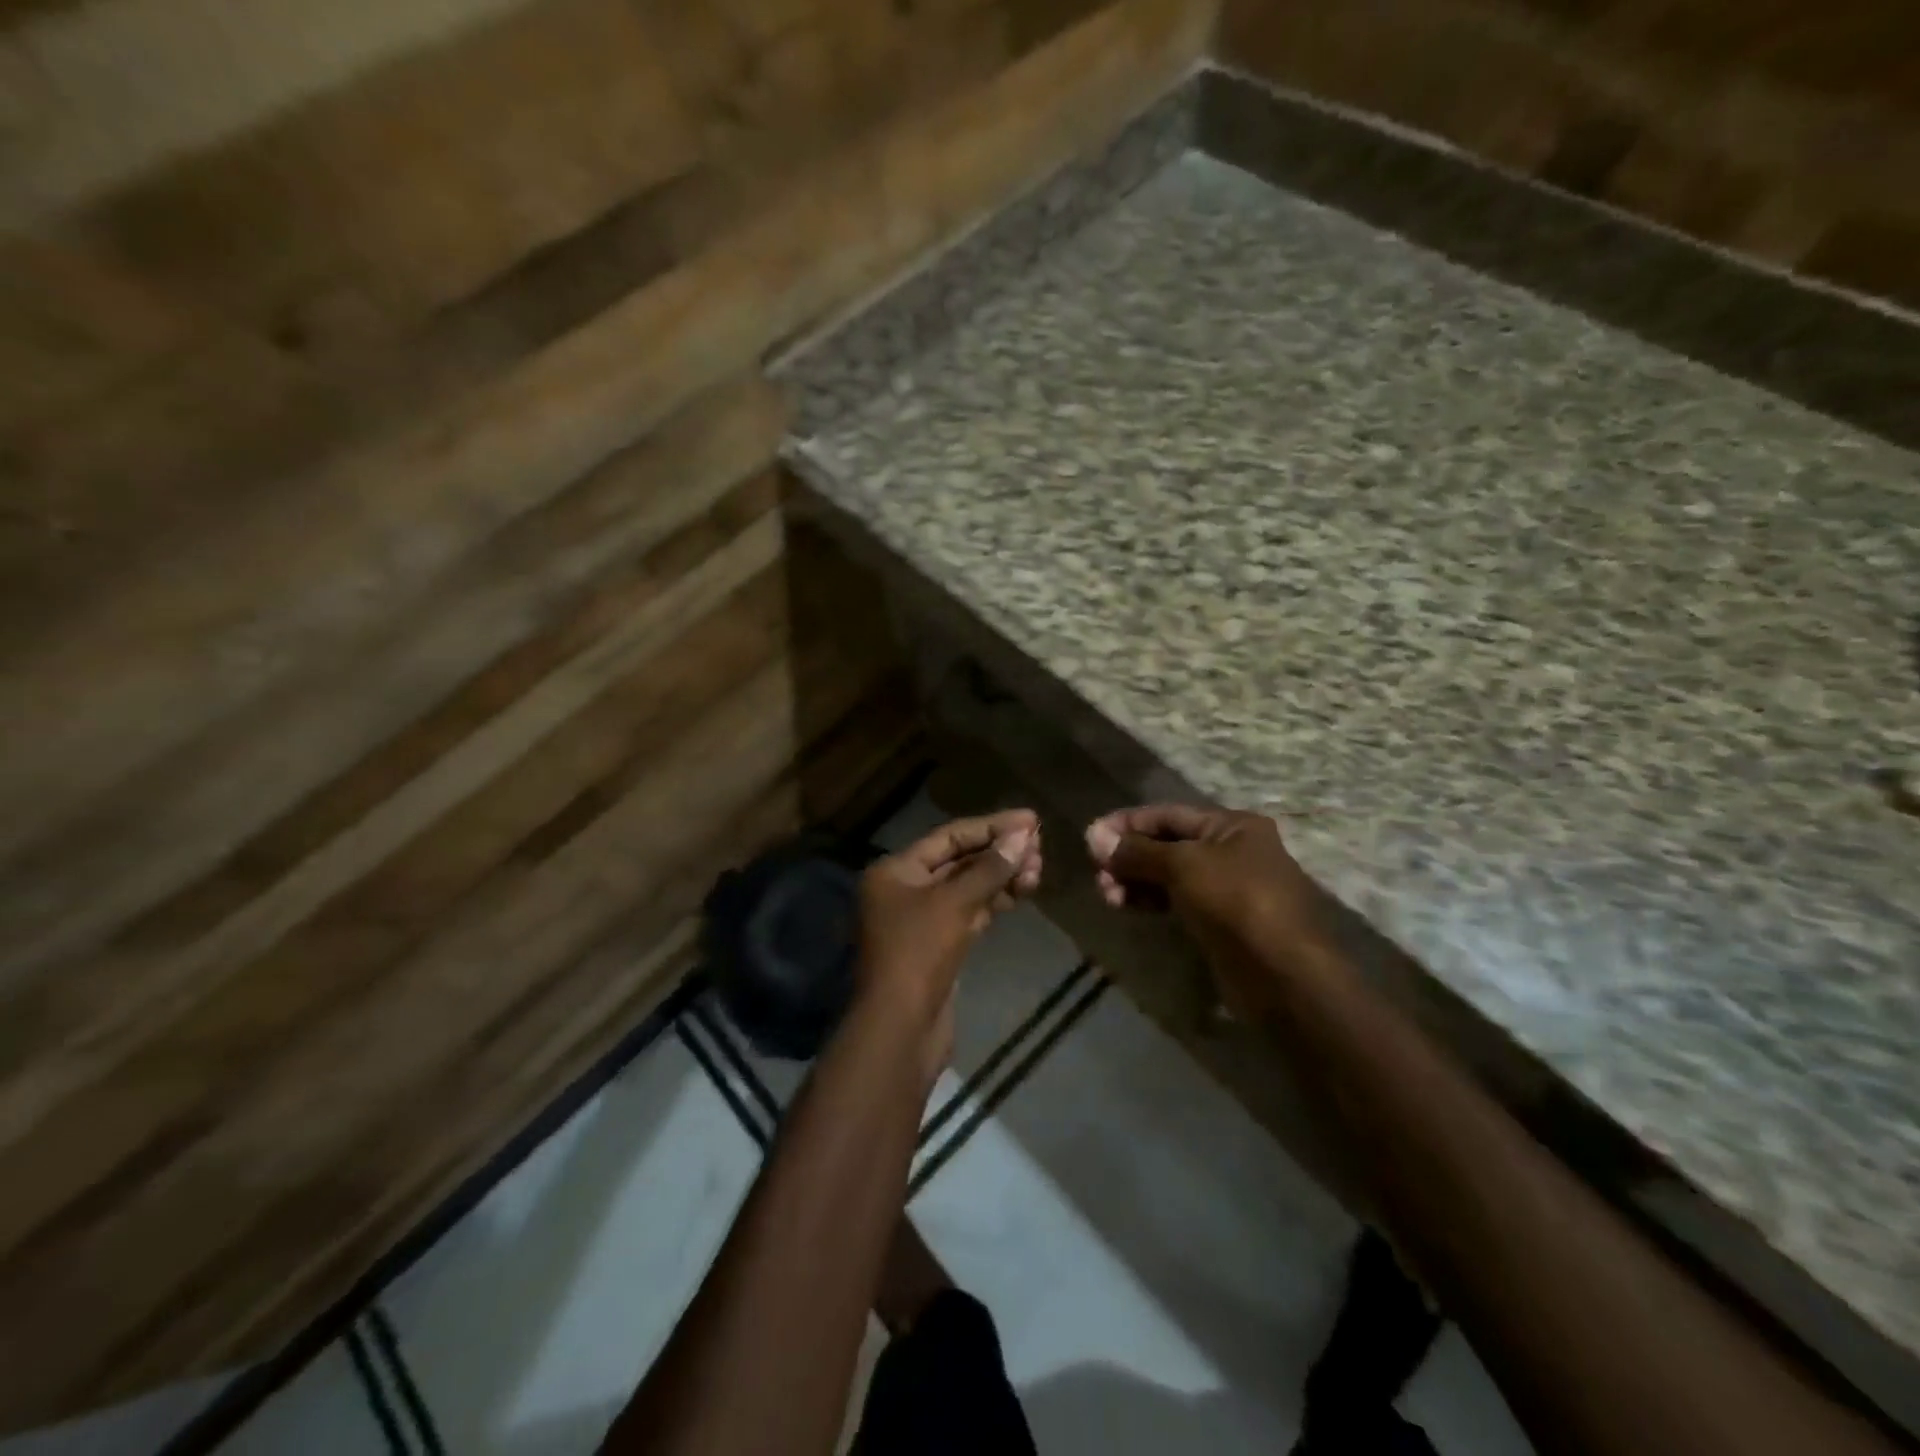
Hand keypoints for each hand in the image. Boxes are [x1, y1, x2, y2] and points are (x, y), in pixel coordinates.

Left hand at [857, 810, 1041, 1078]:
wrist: (900, 1028)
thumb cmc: (918, 954)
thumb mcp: (954, 903)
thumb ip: (989, 868)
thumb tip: (1023, 835)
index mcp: (895, 871)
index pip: (949, 836)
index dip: (991, 826)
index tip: (1031, 820)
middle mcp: (904, 889)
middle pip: (958, 861)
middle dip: (999, 853)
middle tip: (1040, 847)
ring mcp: (921, 920)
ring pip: (967, 888)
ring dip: (1001, 877)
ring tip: (1038, 869)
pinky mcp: (938, 946)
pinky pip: (969, 913)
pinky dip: (994, 902)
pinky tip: (1022, 892)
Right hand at [1084, 804, 1328, 985]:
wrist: (1283, 974)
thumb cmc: (1235, 902)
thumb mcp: (1183, 866)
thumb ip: (1137, 851)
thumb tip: (1094, 837)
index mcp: (1231, 825)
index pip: (1167, 814)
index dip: (1127, 823)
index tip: (1090, 837)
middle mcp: (1232, 850)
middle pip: (1167, 844)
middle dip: (1129, 855)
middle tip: (1098, 873)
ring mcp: (1228, 887)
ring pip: (1169, 874)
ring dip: (1135, 880)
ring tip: (1107, 894)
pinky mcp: (1220, 921)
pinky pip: (1177, 901)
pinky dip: (1151, 900)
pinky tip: (1127, 906)